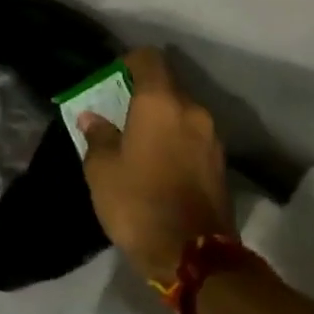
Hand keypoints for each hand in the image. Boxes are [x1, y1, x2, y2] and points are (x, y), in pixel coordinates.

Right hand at [78, 48, 232, 283]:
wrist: (192, 255)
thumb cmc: (137, 202)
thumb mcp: (102, 170)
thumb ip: (98, 136)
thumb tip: (93, 118)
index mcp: (161, 103)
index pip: (149, 59)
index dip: (128, 62)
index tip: (111, 79)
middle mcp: (193, 111)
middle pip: (167, 87)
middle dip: (142, 96)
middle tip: (118, 116)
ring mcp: (212, 138)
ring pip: (181, 114)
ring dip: (160, 121)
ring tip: (136, 143)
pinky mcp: (220, 164)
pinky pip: (192, 138)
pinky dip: (174, 141)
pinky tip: (157, 165)